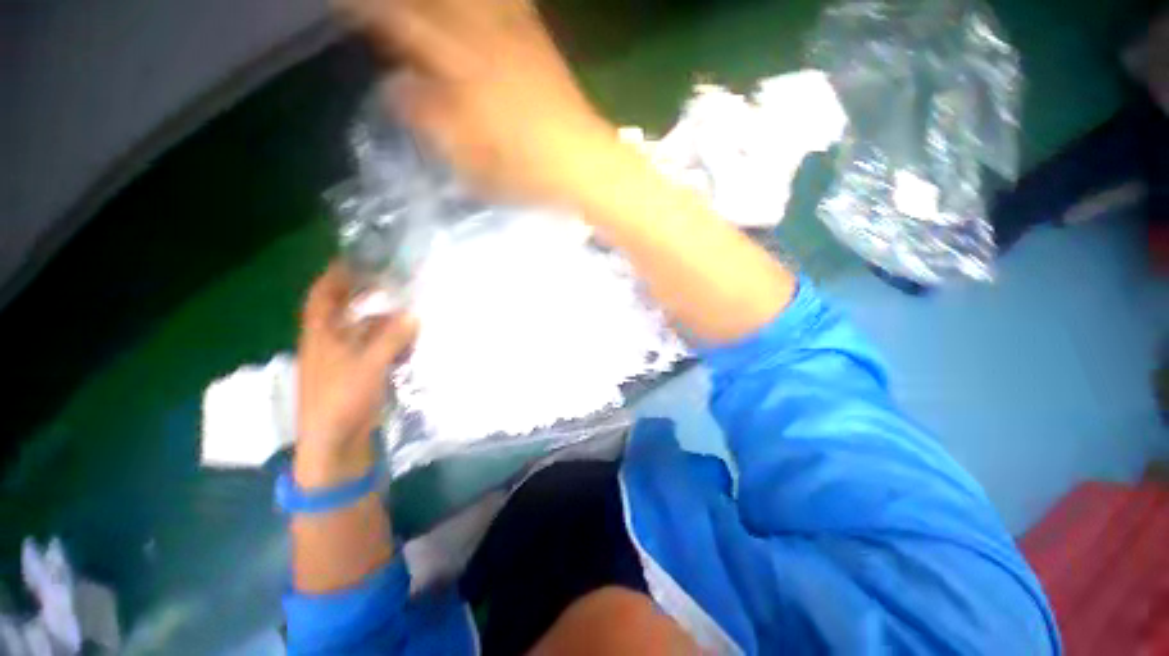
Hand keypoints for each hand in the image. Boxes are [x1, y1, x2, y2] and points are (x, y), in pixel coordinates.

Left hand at [296, 264, 417, 486]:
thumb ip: (392, 338)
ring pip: (363, 331)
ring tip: (407, 310)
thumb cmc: (342, 400)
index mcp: (320, 336)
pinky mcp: (357, 376)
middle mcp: (329, 344)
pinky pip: (375, 350)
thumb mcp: (369, 365)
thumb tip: (414, 314)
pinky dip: (389, 342)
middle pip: (345, 311)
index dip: (335, 276)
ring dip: (382, 320)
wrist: (335, 444)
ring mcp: (344, 361)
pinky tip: (408, 341)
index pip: (322, 296)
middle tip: (393, 284)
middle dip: (365, 296)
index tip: (356, 260)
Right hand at [336, 0, 622, 204]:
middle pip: (432, 1)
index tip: (345, 8)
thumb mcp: (470, 159)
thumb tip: (397, 89)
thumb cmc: (526, 170)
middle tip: (376, 9)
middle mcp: (483, 38)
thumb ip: (430, 120)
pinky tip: (481, 7)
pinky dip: (492, 1)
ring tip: (421, 11)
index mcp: (461, 69)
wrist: (582, 163)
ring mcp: (515, 34)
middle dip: (400, 3)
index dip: (369, 10)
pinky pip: (511, 3)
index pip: (402, 22)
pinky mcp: (538, 39)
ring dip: (441, 2)